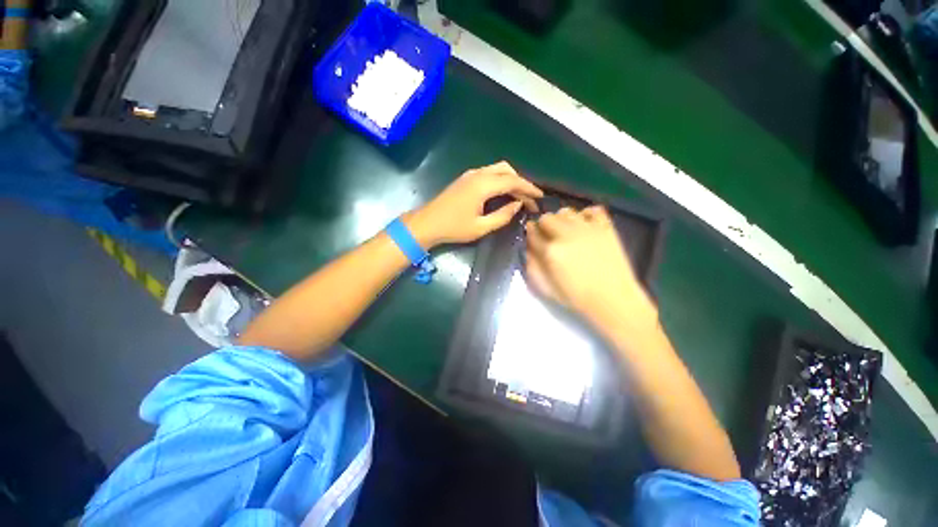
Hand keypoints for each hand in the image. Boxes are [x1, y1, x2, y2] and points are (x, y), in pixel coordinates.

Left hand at [405, 161, 542, 246]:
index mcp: (483, 185)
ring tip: (520, 197)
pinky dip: (501, 180)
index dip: (529, 188)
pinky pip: (489, 173)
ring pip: (498, 169)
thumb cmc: (453, 228)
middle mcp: (478, 174)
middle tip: (530, 200)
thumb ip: (502, 215)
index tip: (540, 197)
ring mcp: (470, 174)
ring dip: (511, 180)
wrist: (427, 223)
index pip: (513, 181)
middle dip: (521, 183)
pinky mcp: (466, 178)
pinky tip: (503, 193)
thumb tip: (518, 205)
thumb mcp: (481, 227)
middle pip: (507, 171)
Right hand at [524, 206, 657, 336]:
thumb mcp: (546, 288)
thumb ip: (532, 267)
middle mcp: (566, 235)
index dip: (530, 232)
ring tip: (566, 229)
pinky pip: (592, 210)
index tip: (532, 234)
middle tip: (549, 235)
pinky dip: (586, 214)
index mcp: (550, 251)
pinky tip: (585, 225)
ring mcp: (587, 229)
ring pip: (566, 211)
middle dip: (543, 225)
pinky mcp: (605, 227)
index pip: (532, 232)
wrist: (612, 300)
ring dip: (562, 219)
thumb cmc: (576, 297)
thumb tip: (529, 249)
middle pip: (547, 217)